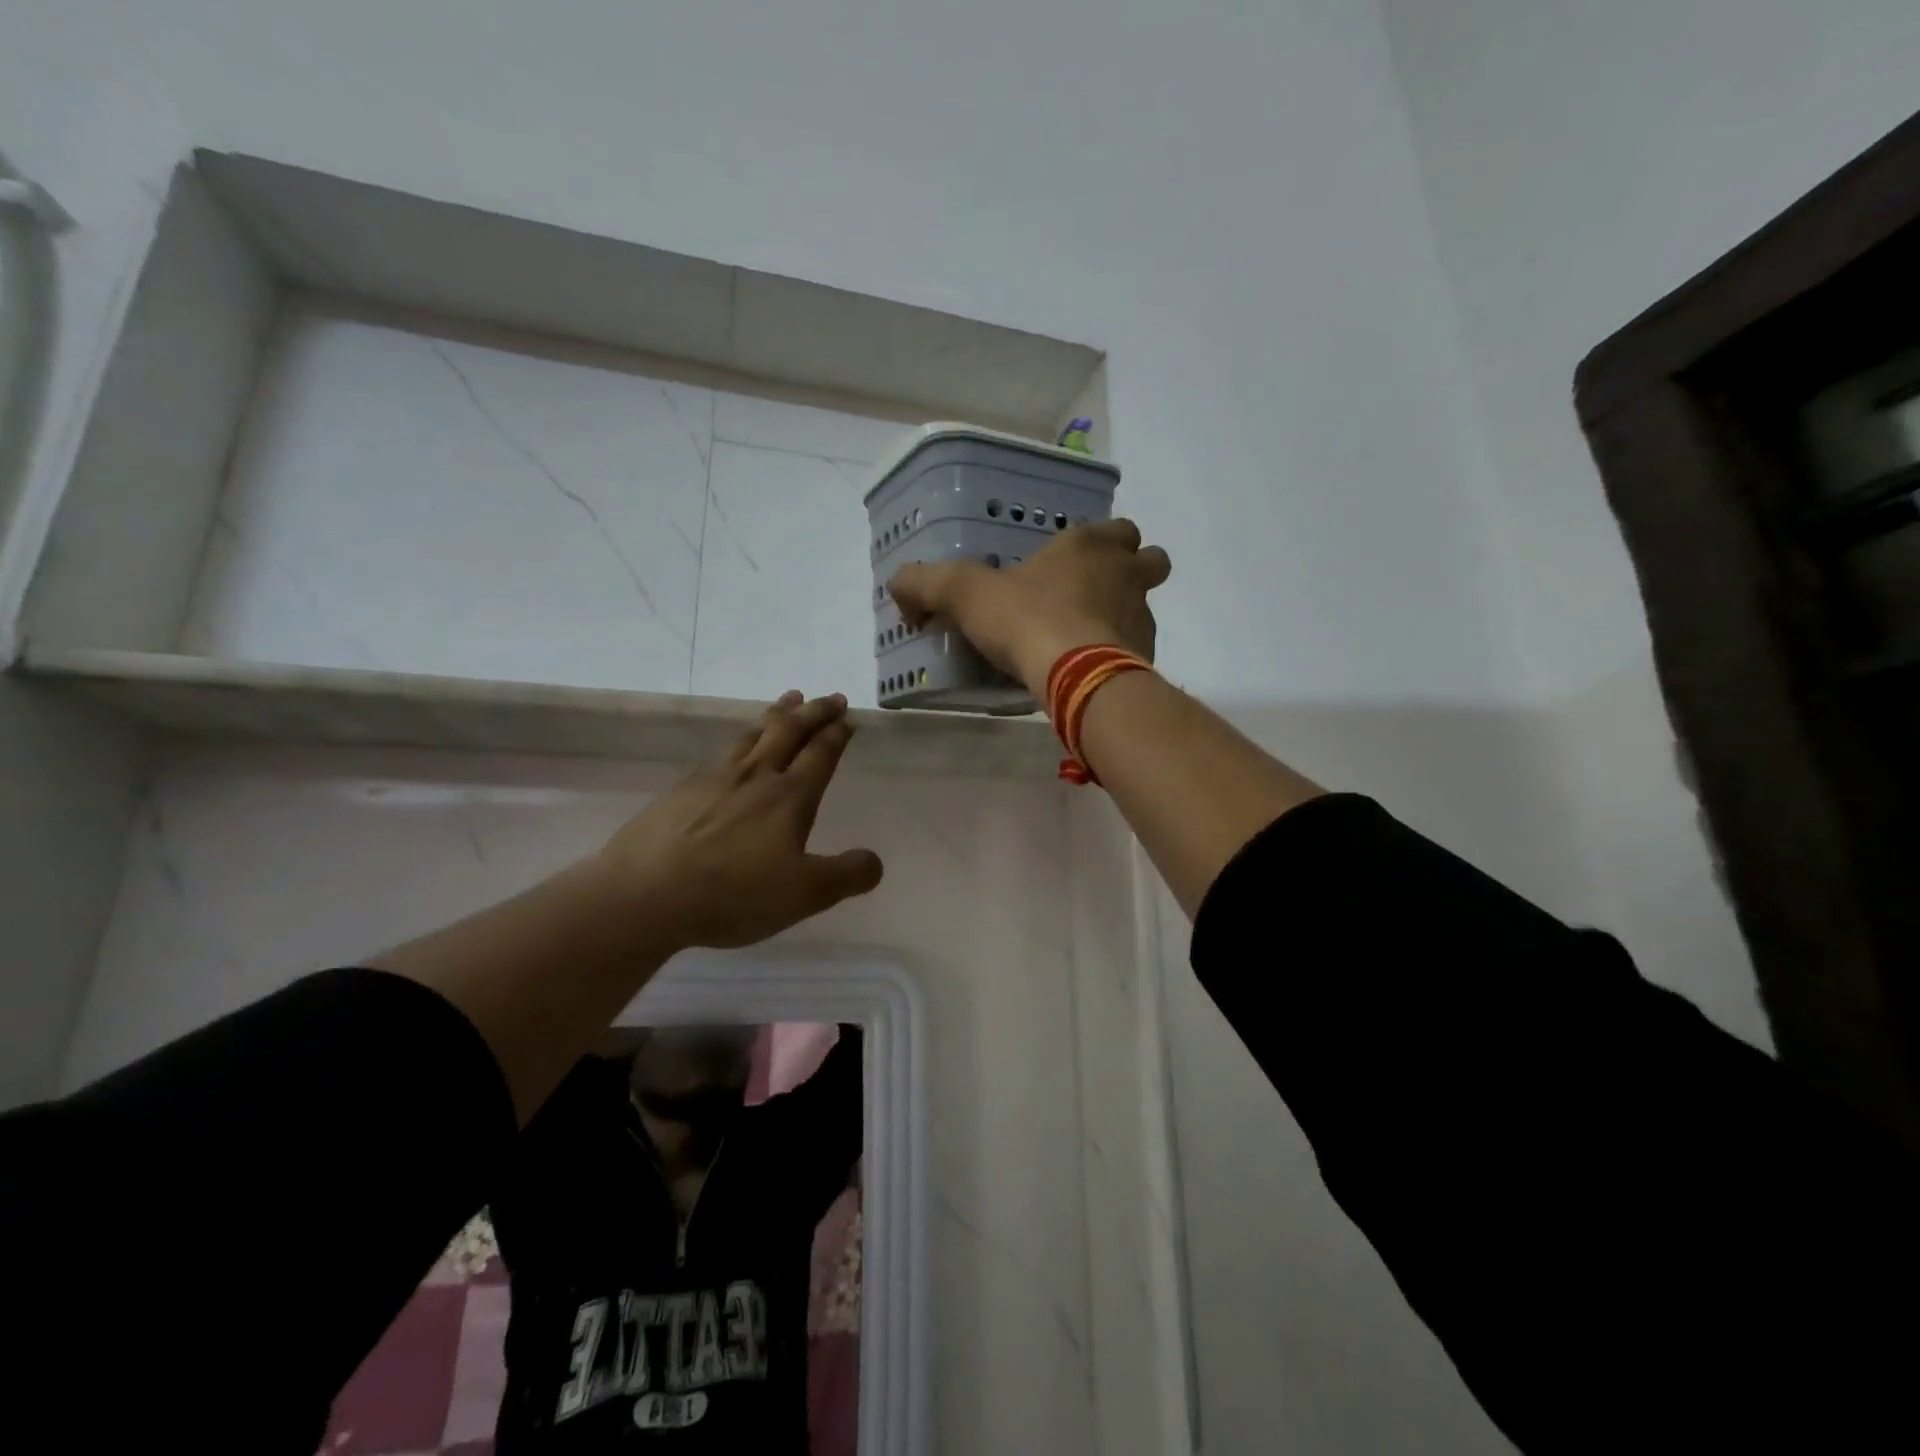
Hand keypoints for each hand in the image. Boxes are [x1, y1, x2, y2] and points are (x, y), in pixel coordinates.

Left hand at [596, 691, 883, 949]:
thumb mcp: (804, 894)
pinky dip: (739, 740)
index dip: (837, 734)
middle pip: (789, 731)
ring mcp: (714, 779)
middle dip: (813, 711)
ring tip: (787, 700)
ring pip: (753, 734)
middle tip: (829, 697)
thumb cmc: (733, 892)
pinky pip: (720, 753)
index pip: (821, 754)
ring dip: (776, 714)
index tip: (847, 718)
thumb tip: (875, 861)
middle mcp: (755, 776)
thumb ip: (846, 876)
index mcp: (789, 796)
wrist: (645, 894)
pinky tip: (734, 749)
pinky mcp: (681, 791)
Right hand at [889, 519, 1171, 698]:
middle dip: (1131, 569)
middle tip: (1096, 591)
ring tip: (1089, 636)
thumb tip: (899, 587)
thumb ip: (926, 583)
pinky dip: (1123, 654)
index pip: (1117, 528)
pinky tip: (1092, 669)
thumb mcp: (965, 594)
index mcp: (1089, 546)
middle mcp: (1126, 574)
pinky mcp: (1146, 656)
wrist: (1077, 675)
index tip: (1075, 560)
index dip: (1101, 541)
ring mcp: (1143, 615)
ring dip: (1127, 613)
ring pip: (1147, 604)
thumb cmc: (1027, 620)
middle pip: (1150, 559)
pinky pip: (1140, 648)